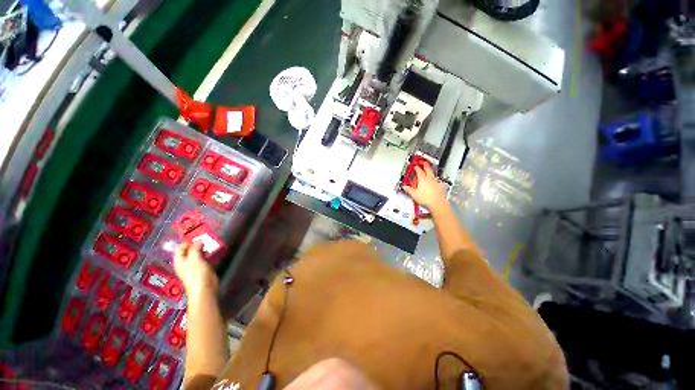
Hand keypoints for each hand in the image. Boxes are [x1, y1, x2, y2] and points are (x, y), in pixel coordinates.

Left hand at [174, 242, 218, 296]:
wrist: (204, 288)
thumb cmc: (197, 273)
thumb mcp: (195, 259)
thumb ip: (195, 248)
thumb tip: (198, 240)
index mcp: (179, 260)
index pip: (180, 247)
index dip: (188, 242)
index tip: (198, 239)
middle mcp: (185, 262)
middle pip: (188, 250)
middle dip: (196, 245)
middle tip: (206, 241)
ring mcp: (194, 265)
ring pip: (197, 254)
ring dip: (203, 249)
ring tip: (210, 245)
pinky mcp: (202, 268)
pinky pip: (203, 258)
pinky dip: (207, 254)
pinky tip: (212, 252)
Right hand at [402, 164, 447, 210]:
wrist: (437, 204)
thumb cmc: (426, 199)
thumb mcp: (414, 195)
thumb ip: (409, 190)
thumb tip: (404, 187)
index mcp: (423, 180)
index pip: (419, 171)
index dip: (417, 168)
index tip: (415, 166)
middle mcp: (430, 180)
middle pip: (428, 170)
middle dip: (426, 166)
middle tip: (425, 163)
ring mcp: (436, 183)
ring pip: (433, 175)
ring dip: (431, 172)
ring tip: (430, 171)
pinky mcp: (440, 187)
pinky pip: (437, 181)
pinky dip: (435, 180)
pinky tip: (435, 182)